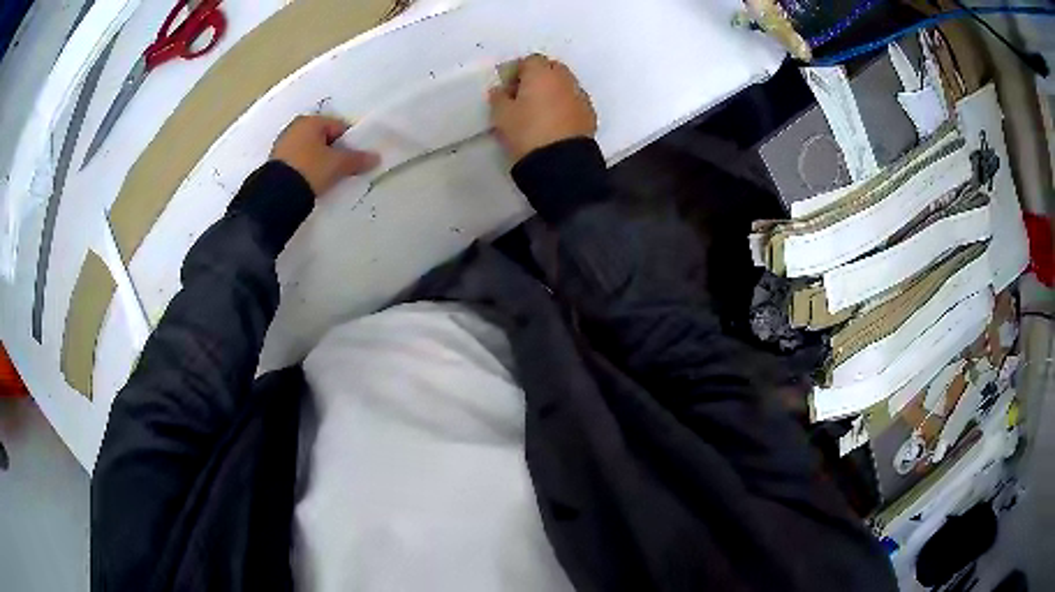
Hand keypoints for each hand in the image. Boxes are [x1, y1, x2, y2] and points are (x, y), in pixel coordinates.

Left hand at [270, 115, 380, 196]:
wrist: (277, 195)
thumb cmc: (310, 169)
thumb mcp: (337, 165)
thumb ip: (357, 159)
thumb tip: (376, 158)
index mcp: (311, 121)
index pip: (339, 127)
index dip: (349, 143)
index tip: (354, 159)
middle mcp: (295, 127)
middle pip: (323, 138)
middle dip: (333, 152)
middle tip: (341, 170)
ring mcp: (283, 145)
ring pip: (309, 150)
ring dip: (318, 161)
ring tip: (325, 179)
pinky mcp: (275, 163)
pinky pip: (298, 161)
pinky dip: (306, 169)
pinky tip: (311, 182)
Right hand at [489, 55, 597, 164]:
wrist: (561, 162)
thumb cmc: (526, 132)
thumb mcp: (501, 115)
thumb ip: (499, 97)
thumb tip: (501, 90)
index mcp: (542, 73)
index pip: (529, 61)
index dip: (516, 72)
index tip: (507, 88)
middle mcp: (565, 79)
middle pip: (550, 69)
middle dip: (537, 78)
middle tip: (523, 97)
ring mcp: (581, 96)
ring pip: (564, 85)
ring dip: (552, 92)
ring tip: (539, 112)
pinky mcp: (590, 114)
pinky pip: (574, 102)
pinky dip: (564, 106)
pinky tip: (554, 123)